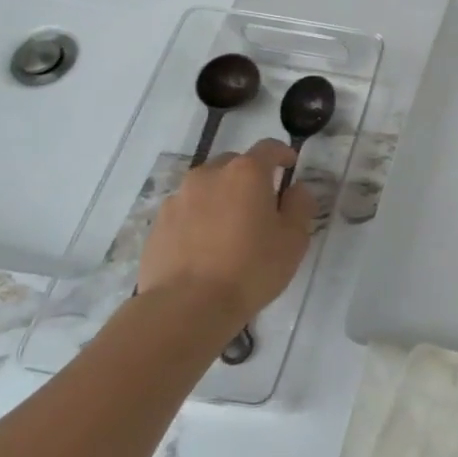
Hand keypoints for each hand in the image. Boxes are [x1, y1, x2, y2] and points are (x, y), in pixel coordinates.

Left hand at [136, 139, 314, 332]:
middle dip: (249, 176)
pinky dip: (198, 218)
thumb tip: (295, 189)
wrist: (186, 308)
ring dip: (221, 196)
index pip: (269, 148)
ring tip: (230, 228)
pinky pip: (186, 211)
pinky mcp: (157, 225)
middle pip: (234, 163)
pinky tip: (205, 247)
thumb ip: (300, 205)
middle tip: (261, 203)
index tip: (290, 166)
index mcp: (246, 172)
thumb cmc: (251, 268)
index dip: (283, 154)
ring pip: (206, 187)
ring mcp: (178, 199)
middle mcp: (209, 175)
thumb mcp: (294, 239)